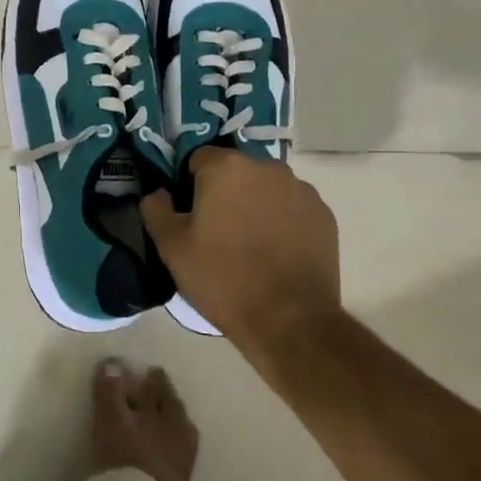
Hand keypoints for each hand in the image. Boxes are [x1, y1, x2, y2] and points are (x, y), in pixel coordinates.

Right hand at [140, 149, 341, 349]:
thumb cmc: (223, 278)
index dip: (189, 185)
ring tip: (250, 245)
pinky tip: (276, 253)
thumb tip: (158, 193)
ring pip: (266, 188)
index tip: (190, 215)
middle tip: (217, 232)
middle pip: (235, 171)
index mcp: (227, 167)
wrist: (290, 321)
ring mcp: (301, 190)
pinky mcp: (324, 215)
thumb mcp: (172, 247)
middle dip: (224, 193)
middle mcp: (267, 167)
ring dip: (255, 204)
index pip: (198, 159)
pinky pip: (292, 208)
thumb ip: (156, 210)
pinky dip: (282, 221)